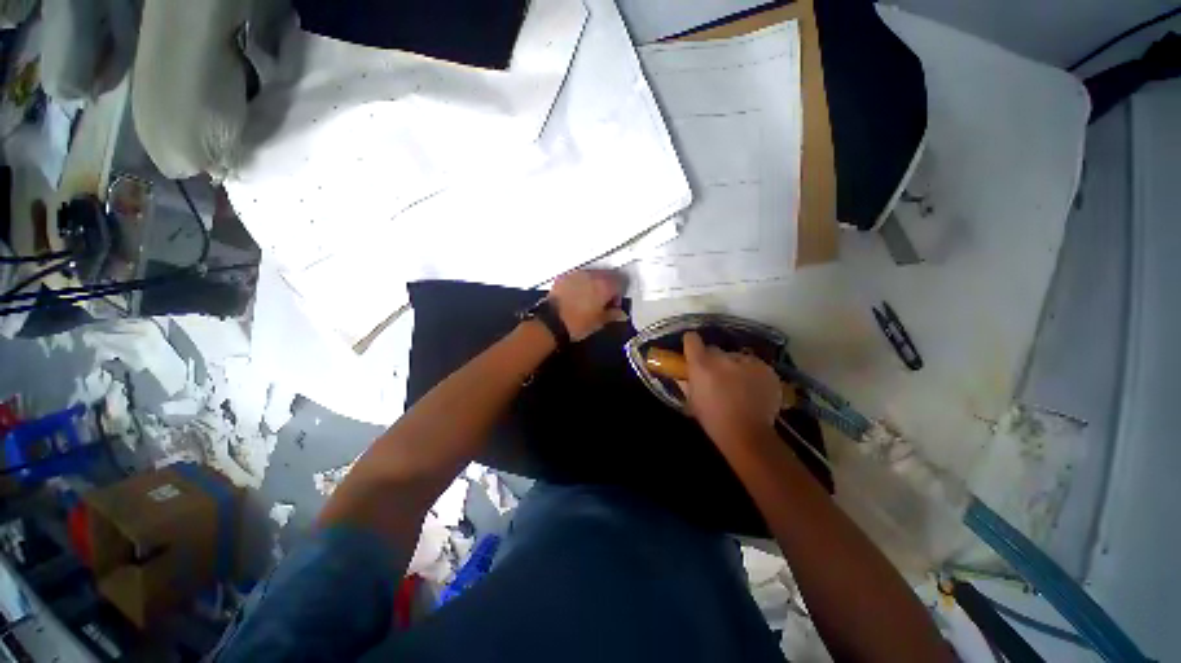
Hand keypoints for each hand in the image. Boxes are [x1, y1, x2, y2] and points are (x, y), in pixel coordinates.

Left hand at [547, 269, 626, 341]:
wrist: (551, 322)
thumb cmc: (579, 324)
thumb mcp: (599, 322)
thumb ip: (613, 315)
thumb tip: (620, 314)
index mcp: (604, 286)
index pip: (621, 281)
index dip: (620, 293)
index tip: (615, 304)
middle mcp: (592, 275)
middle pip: (607, 275)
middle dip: (609, 285)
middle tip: (604, 301)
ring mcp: (577, 274)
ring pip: (592, 274)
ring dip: (595, 283)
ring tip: (590, 298)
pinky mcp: (564, 276)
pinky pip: (578, 276)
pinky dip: (581, 283)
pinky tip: (577, 295)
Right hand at [683, 332, 780, 443]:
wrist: (747, 435)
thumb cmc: (713, 419)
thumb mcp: (692, 400)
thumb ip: (686, 382)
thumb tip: (684, 374)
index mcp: (701, 364)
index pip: (691, 339)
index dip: (691, 344)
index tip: (692, 352)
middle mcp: (723, 358)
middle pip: (714, 350)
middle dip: (713, 360)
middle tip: (716, 376)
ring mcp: (747, 362)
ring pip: (736, 358)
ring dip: (734, 367)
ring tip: (738, 386)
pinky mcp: (766, 369)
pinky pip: (754, 366)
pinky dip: (752, 374)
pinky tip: (753, 390)